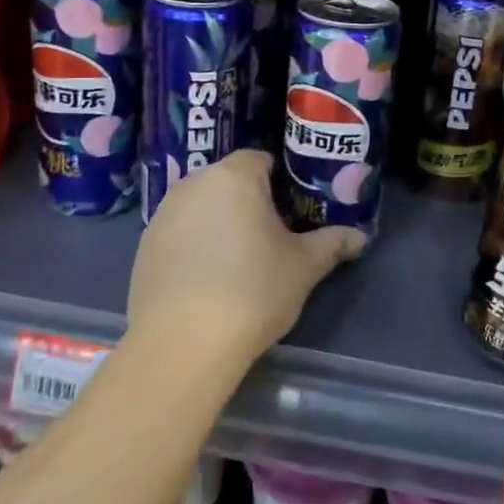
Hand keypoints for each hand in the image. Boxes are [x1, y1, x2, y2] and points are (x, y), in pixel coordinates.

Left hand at [126, 151, 363, 370]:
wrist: (183, 344)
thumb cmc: (253, 291)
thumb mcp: (304, 267)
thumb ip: (333, 243)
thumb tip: (360, 236)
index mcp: (235, 176)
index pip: (261, 160)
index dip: (281, 182)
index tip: (292, 211)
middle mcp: (194, 184)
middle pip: (229, 180)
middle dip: (249, 200)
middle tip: (270, 236)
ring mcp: (163, 214)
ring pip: (201, 205)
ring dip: (219, 221)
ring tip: (237, 259)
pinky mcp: (143, 246)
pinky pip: (179, 232)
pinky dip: (193, 244)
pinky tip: (206, 279)